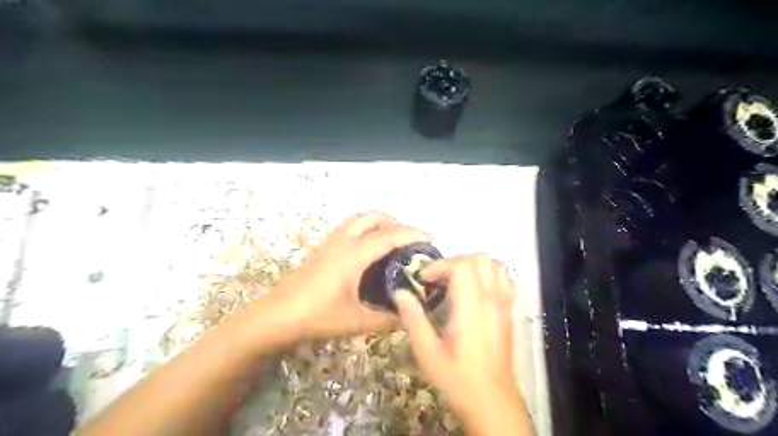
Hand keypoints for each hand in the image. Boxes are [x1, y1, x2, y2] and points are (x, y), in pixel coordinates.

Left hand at [252, 211, 427, 343]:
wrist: (276, 316)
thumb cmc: (317, 317)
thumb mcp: (356, 322)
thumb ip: (386, 320)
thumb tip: (408, 317)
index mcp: (355, 254)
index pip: (390, 236)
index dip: (413, 233)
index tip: (431, 238)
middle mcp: (343, 241)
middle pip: (373, 217)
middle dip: (396, 222)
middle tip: (410, 239)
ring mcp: (330, 242)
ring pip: (358, 219)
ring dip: (378, 222)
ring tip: (392, 240)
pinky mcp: (321, 247)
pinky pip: (348, 227)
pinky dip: (365, 228)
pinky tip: (367, 249)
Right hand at [395, 256, 527, 428]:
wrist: (492, 402)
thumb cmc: (457, 378)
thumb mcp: (427, 353)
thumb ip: (414, 319)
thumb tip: (400, 293)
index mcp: (471, 308)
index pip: (462, 266)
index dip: (440, 265)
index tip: (423, 279)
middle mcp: (491, 300)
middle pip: (480, 259)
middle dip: (455, 260)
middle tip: (438, 277)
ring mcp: (503, 305)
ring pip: (496, 266)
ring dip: (474, 265)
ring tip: (455, 279)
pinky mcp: (508, 313)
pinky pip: (505, 280)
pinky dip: (489, 274)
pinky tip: (475, 289)